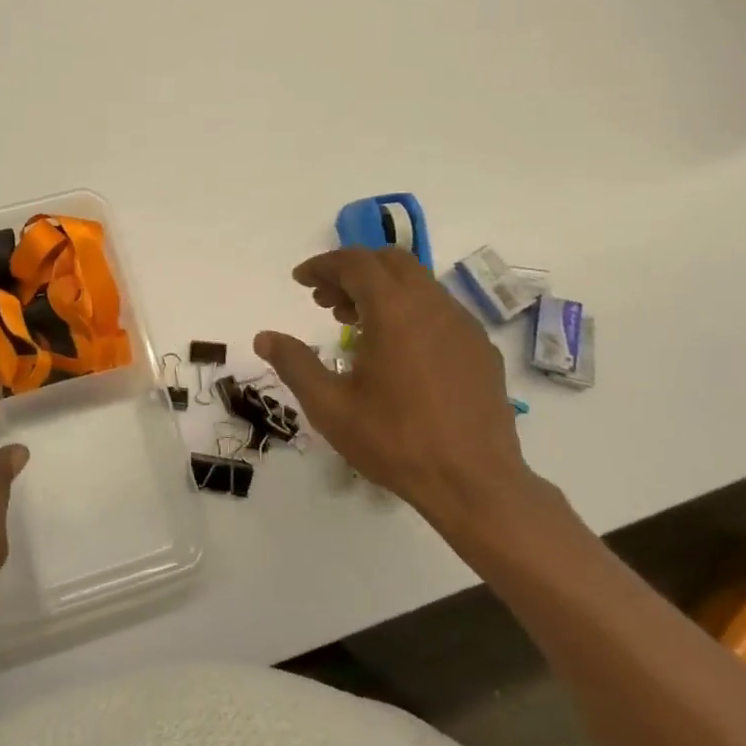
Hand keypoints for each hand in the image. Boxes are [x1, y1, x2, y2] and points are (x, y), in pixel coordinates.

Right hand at [253, 247, 543, 549]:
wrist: (474, 483)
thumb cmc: (395, 441)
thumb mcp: (330, 406)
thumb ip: (294, 364)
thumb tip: (264, 338)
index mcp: (394, 310)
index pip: (355, 263)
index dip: (323, 265)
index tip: (301, 281)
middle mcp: (432, 305)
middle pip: (389, 263)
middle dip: (353, 272)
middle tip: (326, 302)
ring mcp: (463, 325)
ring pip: (418, 284)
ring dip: (382, 291)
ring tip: (355, 325)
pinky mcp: (480, 348)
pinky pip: (439, 310)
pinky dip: (410, 311)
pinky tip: (398, 351)